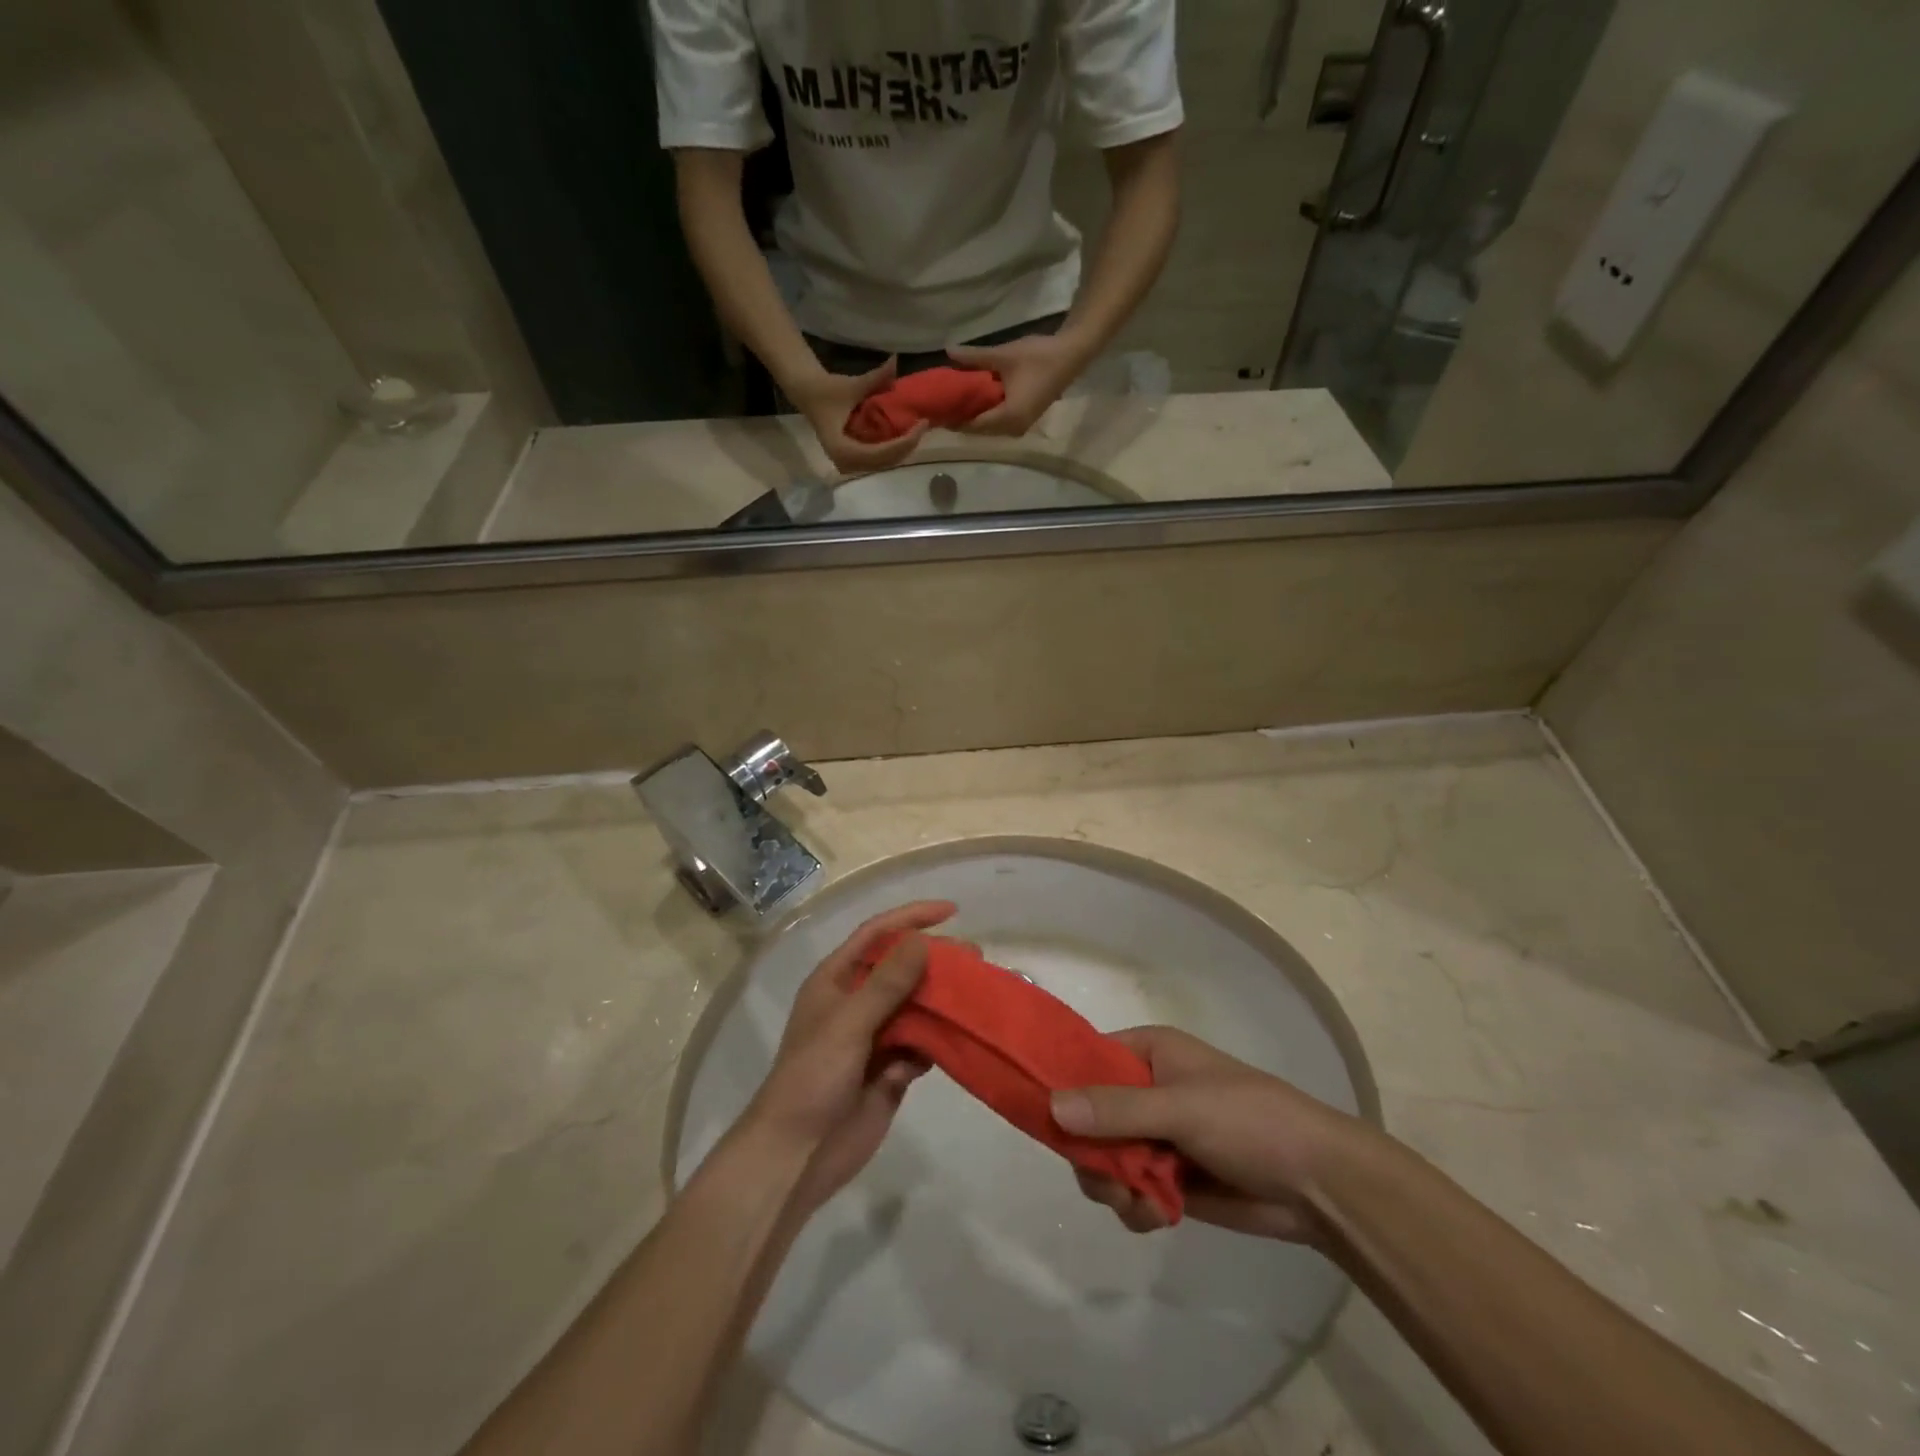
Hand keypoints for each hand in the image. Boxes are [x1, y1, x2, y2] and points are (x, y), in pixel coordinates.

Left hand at [744, 901, 955, 1217]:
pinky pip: (922, 1044)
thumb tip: (922, 941)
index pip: (877, 934)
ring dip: (943, 999)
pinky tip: (961, 1036)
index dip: (911, 917)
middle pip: (902, 969)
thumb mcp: (848, 1023)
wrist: (796, 1157)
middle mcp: (856, 1003)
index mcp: (836, 981)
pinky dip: (940, 1039)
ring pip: (916, 1006)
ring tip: (978, 993)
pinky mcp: (891, 1070)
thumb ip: (886, 983)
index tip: (950, 911)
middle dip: (935, 960)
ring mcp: (875, 1037)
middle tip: (975, 957)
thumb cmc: (812, 1079)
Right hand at [786, 357, 929, 474]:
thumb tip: (895, 361)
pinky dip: (894, 450)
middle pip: (886, 461)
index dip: (905, 442)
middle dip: (907, 446)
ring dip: (903, 450)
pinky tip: (906, 436)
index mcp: (843, 449)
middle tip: (923, 426)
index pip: (882, 453)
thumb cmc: (826, 390)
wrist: (808, 394)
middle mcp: (847, 463)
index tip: (921, 425)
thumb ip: (876, 377)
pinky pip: (879, 460)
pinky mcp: (854, 461)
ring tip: (917, 430)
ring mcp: (850, 465)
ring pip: (884, 464)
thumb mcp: (851, 385)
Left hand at [947, 330, 1091, 436]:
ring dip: (973, 417)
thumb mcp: (1003, 355)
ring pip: (989, 428)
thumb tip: (947, 351)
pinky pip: (998, 423)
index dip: (953, 419)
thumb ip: (974, 357)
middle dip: (961, 419)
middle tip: (941, 405)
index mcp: (1008, 418)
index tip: (936, 410)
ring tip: (954, 402)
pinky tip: (974, 401)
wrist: (1071, 356)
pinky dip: (985, 414)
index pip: (973, 425)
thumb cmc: (1038, 357)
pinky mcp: (1024, 420)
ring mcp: (1020, 427)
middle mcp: (1013, 429)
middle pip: (979, 430)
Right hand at [1051, 1025, 1371, 1244]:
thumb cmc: (1249, 1121)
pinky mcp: (1170, 1179)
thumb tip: (1051, 1107)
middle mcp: (1145, 1090)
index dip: (1062, 1084)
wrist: (1319, 1184)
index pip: (1087, 1059)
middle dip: (1090, 1151)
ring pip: (1104, 1159)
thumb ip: (1117, 1109)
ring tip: (1137, 1201)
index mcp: (1147, 1053)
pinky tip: (1156, 1215)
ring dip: (1112, 1184)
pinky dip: (1134, 1206)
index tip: (1043, 1117)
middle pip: (1088, 1116)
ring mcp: (1157, 1136)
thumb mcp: (1181, 1107)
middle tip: (1105, 1177)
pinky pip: (1129, 1191)